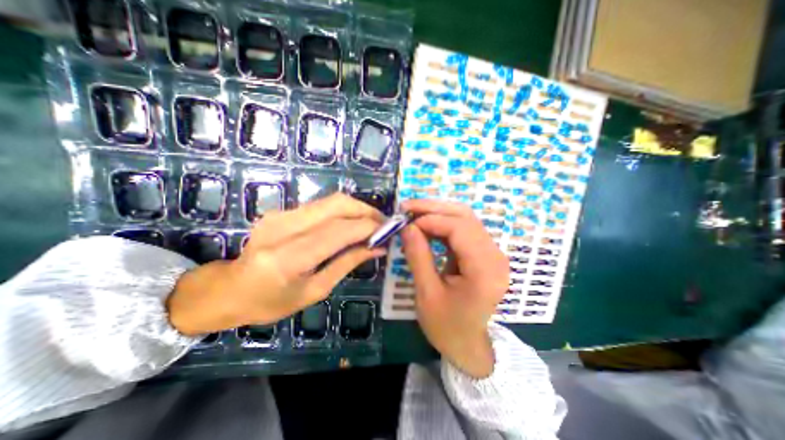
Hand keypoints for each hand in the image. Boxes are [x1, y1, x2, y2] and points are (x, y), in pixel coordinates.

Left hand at [168, 195, 384, 335]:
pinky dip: (342, 211)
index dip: (368, 226)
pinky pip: (321, 206)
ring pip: (330, 200)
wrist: (228, 289)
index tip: (388, 230)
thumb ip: (347, 263)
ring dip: (356, 208)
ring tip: (371, 223)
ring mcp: (279, 215)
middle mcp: (283, 228)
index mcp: (289, 258)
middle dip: (366, 210)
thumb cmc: (271, 302)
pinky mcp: (281, 211)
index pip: (340, 231)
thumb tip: (377, 248)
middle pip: (336, 204)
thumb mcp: (315, 290)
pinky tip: (350, 224)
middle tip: (383, 222)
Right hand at [400, 200, 509, 377]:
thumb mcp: (426, 293)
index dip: (431, 219)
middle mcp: (494, 256)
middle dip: (433, 209)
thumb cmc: (446, 326)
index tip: (406, 222)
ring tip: (413, 214)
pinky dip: (442, 224)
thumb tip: (407, 226)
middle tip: (407, 207)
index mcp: (485, 270)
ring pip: (465, 219)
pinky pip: (463, 229)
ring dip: (437, 213)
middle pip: (465, 217)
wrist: (467, 344)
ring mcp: (491, 253)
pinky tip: (425, 226)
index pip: (460, 228)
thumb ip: (418, 256)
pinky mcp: (483, 253)